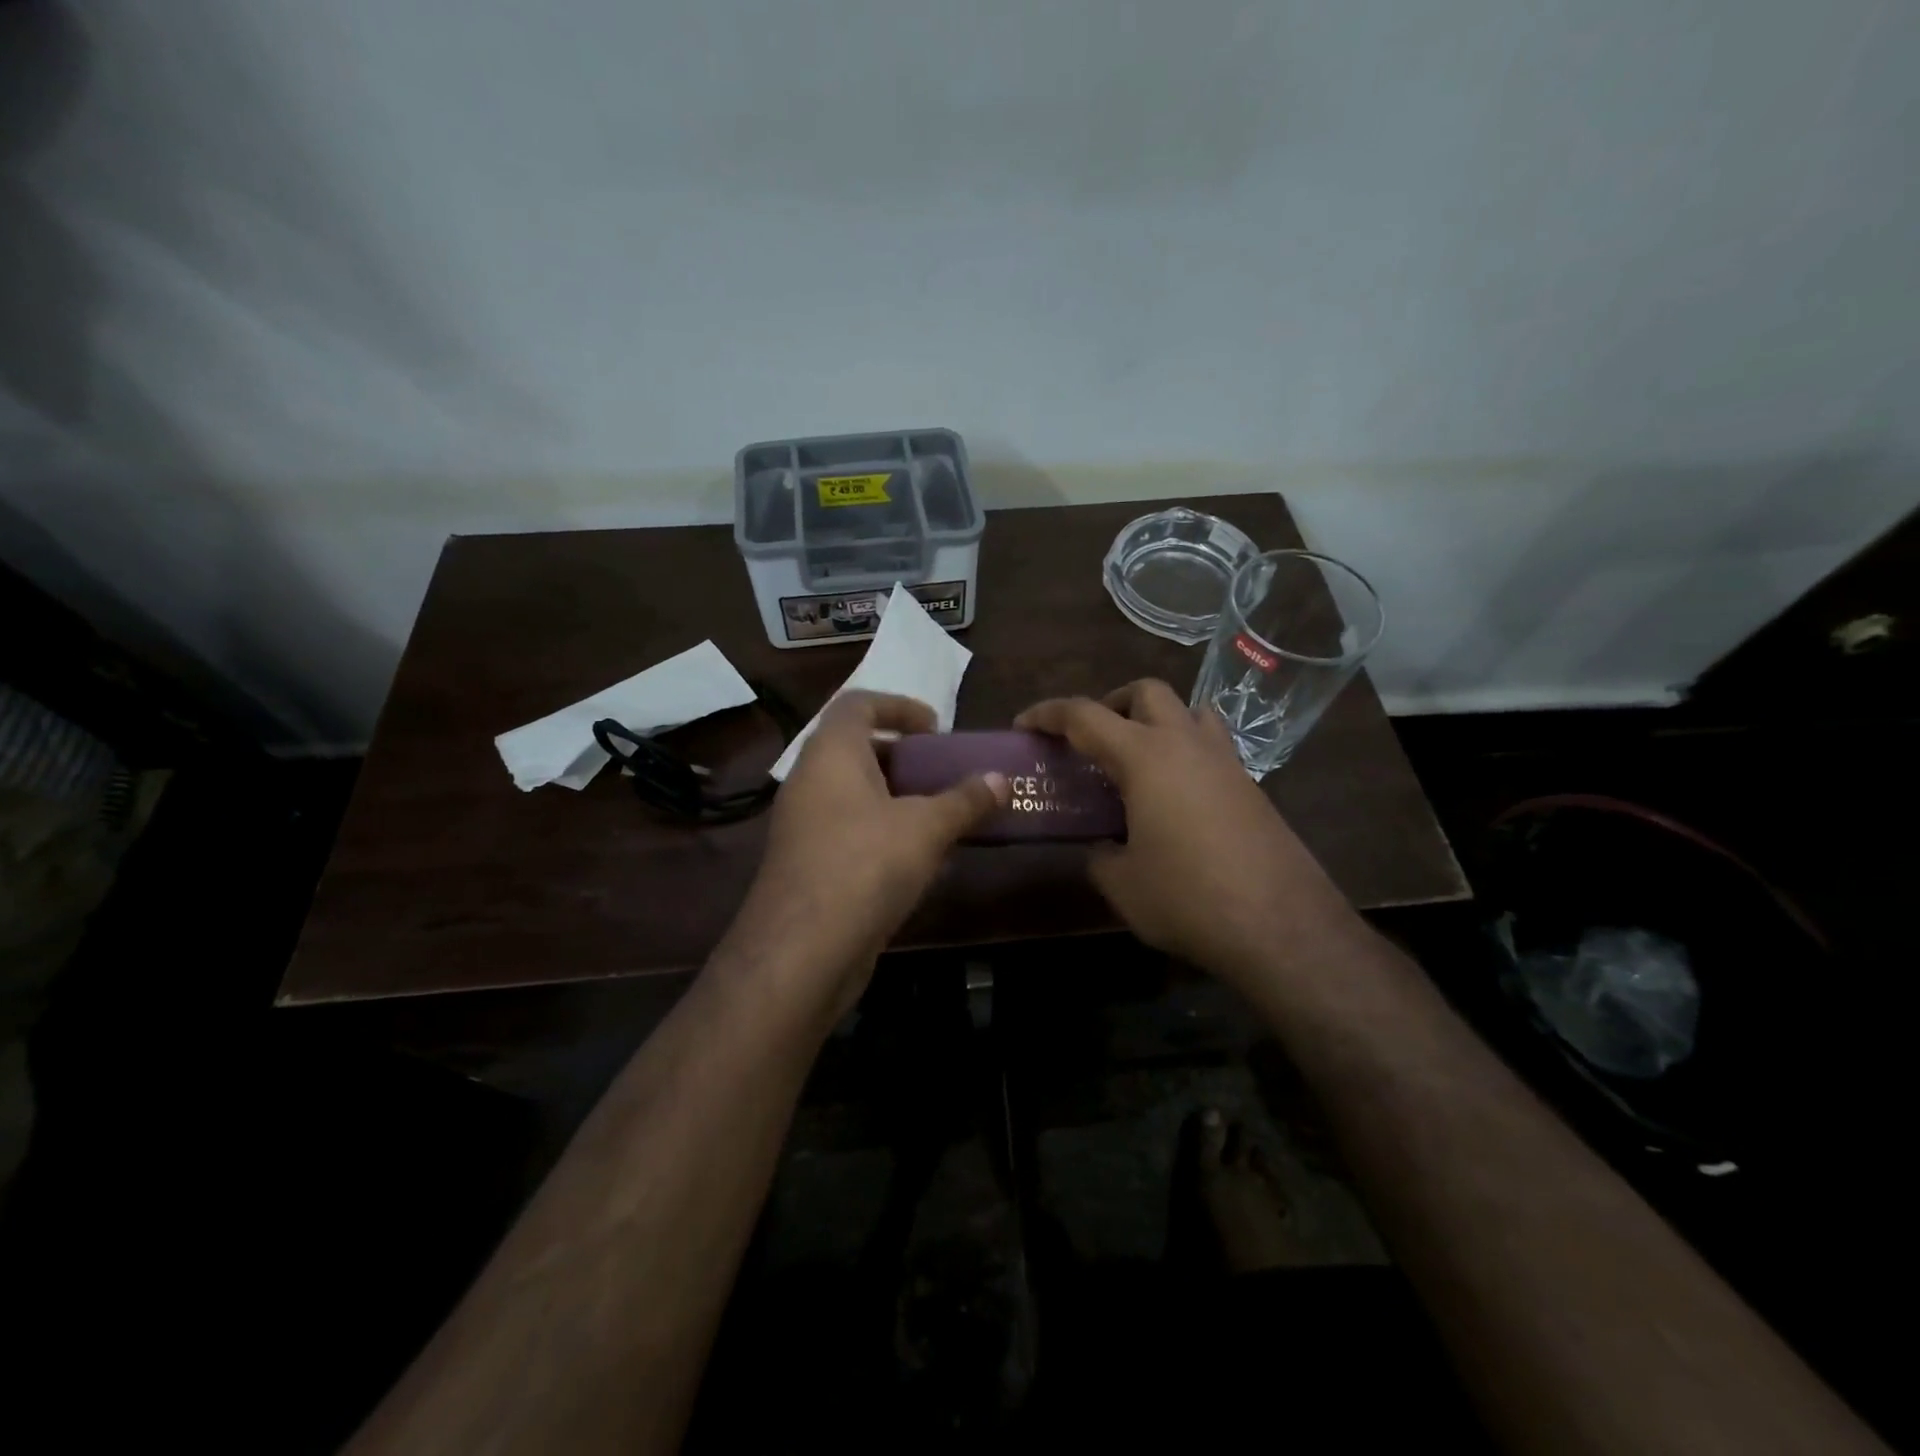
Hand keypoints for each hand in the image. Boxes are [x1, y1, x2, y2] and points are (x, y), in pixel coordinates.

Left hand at [728, 692, 1007, 1013]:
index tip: (936, 728)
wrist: (801, 951)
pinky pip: (849, 831)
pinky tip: (919, 860)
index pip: (858, 704)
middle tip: (943, 772)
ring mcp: (803, 825)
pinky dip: (883, 832)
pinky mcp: (807, 865)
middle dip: (903, 757)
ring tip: (941, 815)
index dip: (899, 705)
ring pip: (854, 795)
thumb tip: (1001, 780)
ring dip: (897, 799)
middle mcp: (810, 781)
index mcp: (831, 753)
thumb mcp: (926, 828)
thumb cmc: (866, 865)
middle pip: (856, 749)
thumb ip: (965, 800)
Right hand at [1015, 680, 1352, 983]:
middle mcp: (1186, 744)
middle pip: (1145, 692)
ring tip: (1137, 760)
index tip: (1023, 726)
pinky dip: (1183, 752)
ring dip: (1155, 720)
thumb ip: (1100, 855)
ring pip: (1188, 711)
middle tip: (1090, 740)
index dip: (1047, 714)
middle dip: (1110, 704)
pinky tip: (1174, 797)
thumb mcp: (1122, 884)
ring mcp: (1226, 762)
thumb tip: (1102, 847)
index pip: (1084, 715)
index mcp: (1145, 757)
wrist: (1282, 927)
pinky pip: (1211, 747)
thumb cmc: (1188, 898)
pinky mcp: (1251, 787)